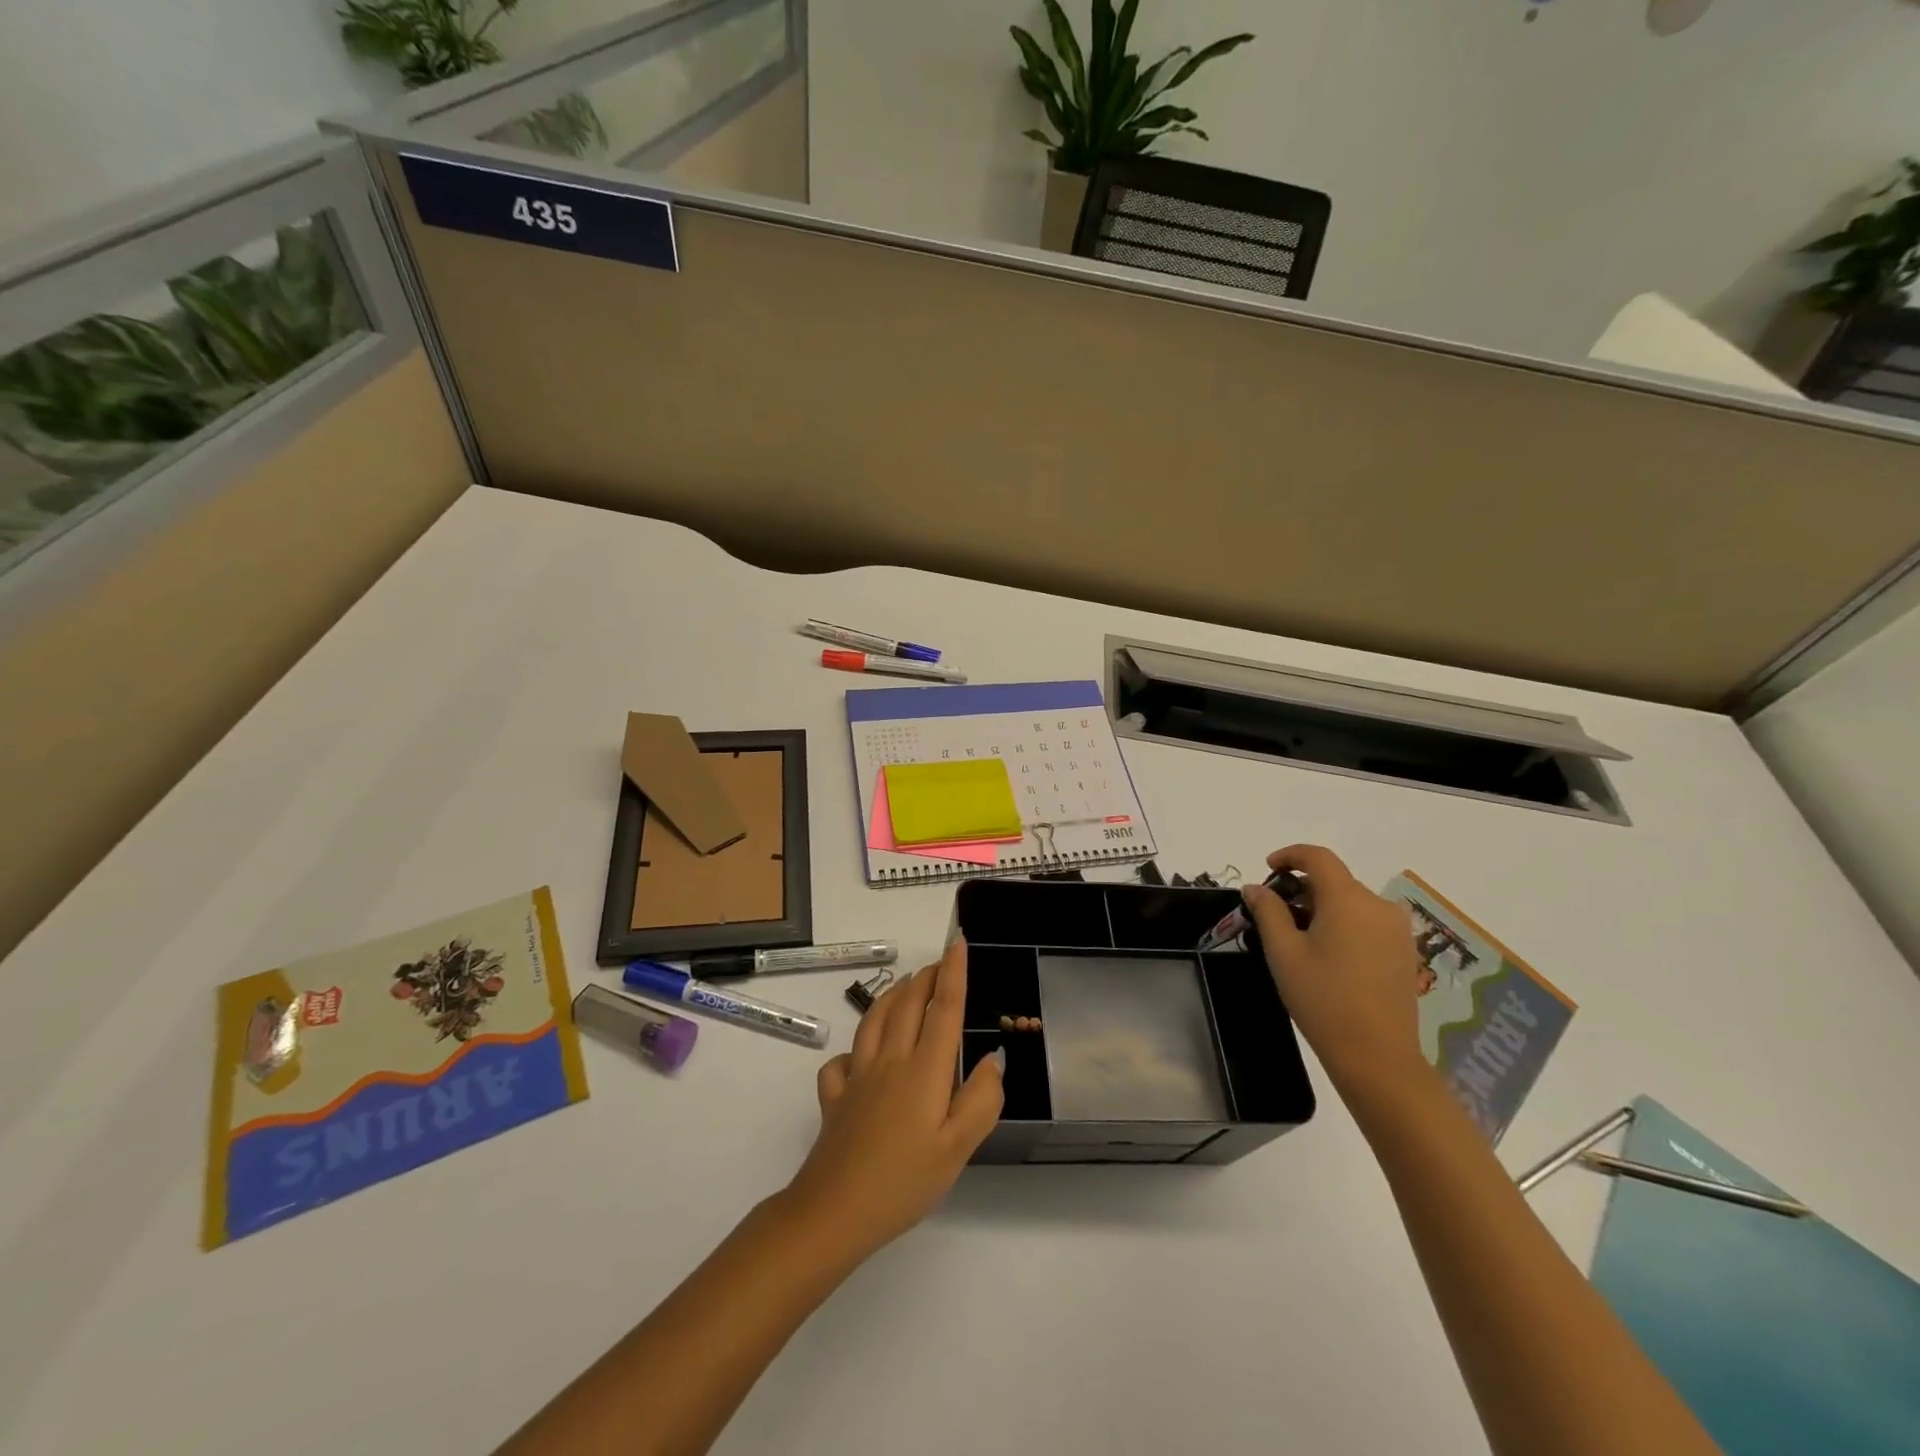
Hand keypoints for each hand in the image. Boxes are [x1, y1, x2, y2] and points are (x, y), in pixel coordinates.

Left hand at [781, 940, 1002, 1262]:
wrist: (834, 1212)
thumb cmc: (904, 1182)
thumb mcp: (958, 1150)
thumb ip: (981, 1101)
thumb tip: (994, 1060)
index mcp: (923, 1070)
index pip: (943, 1008)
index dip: (953, 972)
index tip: (958, 942)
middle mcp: (889, 1060)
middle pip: (907, 1004)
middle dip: (925, 977)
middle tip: (940, 963)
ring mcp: (857, 1076)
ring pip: (873, 1019)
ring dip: (893, 995)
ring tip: (906, 987)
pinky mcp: (834, 1096)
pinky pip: (843, 1060)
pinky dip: (855, 1047)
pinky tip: (860, 1057)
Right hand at [1240, 845, 1427, 1093]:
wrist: (1377, 1056)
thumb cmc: (1323, 999)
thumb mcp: (1283, 952)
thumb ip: (1268, 911)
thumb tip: (1256, 887)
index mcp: (1348, 900)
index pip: (1319, 857)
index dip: (1290, 855)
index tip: (1268, 869)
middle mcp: (1378, 906)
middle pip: (1335, 880)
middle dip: (1303, 888)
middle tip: (1276, 915)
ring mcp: (1397, 930)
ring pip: (1352, 902)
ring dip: (1323, 908)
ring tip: (1300, 939)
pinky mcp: (1405, 952)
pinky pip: (1368, 922)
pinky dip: (1344, 924)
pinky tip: (1328, 955)